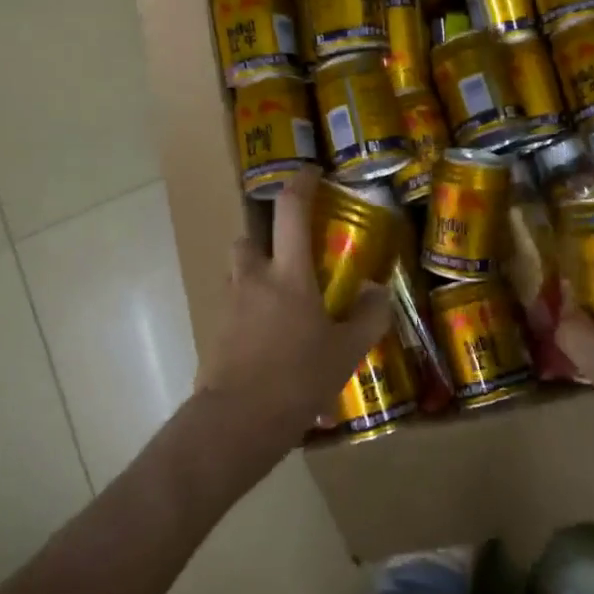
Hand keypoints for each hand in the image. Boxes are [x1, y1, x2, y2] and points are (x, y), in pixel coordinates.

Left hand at [197, 170, 395, 450]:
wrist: (237, 422)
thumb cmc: (296, 379)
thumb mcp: (345, 351)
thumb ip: (367, 317)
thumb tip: (377, 291)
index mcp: (287, 274)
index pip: (290, 211)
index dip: (300, 183)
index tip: (310, 172)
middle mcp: (253, 279)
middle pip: (249, 238)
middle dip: (266, 238)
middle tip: (290, 256)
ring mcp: (229, 305)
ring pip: (238, 272)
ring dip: (255, 274)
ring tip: (281, 301)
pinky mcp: (215, 332)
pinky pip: (233, 306)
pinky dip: (248, 309)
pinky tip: (268, 337)